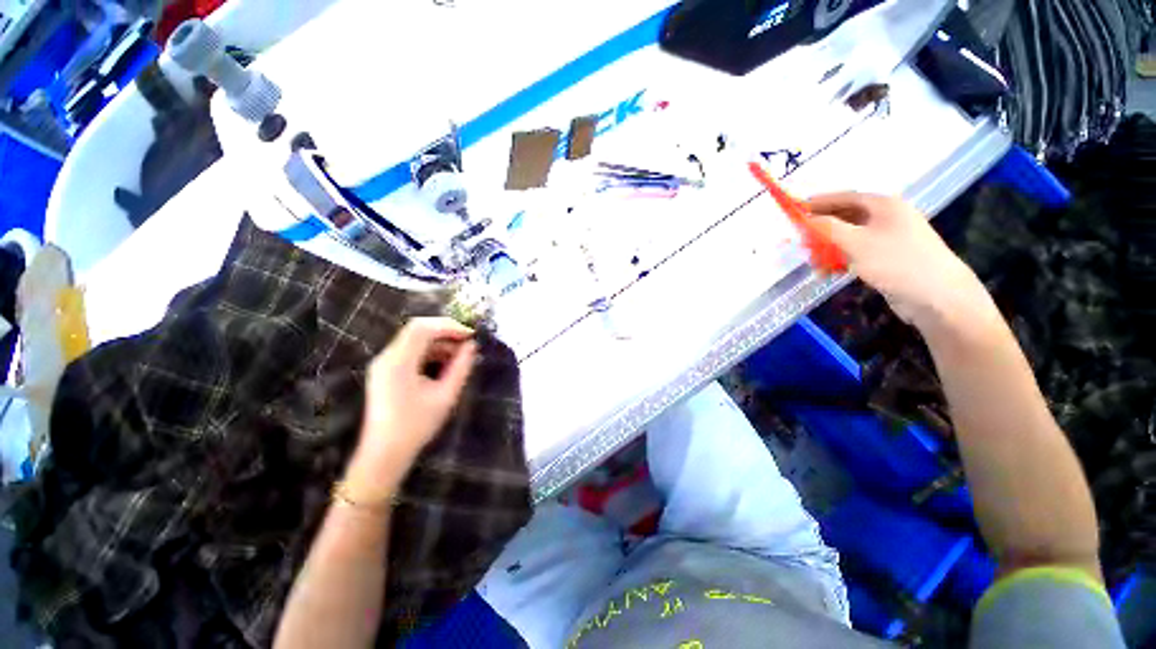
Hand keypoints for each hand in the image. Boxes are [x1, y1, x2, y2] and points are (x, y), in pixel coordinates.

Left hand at [346, 318, 476, 500]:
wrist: (385, 454)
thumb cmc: (416, 426)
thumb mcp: (445, 396)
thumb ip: (461, 367)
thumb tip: (472, 346)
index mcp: (398, 362)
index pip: (422, 328)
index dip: (449, 326)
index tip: (471, 335)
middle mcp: (387, 357)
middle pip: (417, 330)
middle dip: (446, 332)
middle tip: (468, 342)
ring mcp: (384, 364)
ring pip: (415, 341)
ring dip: (439, 343)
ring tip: (462, 355)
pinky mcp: (386, 372)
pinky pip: (411, 353)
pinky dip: (430, 353)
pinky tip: (446, 364)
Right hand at [807, 192, 996, 333]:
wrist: (936, 295)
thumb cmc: (896, 262)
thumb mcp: (856, 243)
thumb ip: (828, 228)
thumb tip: (807, 219)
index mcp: (884, 205)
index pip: (845, 197)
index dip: (819, 202)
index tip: (796, 209)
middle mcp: (887, 217)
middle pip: (846, 216)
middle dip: (822, 227)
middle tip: (801, 238)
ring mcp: (889, 237)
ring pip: (850, 236)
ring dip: (828, 247)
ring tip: (813, 260)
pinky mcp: (888, 257)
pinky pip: (857, 252)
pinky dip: (840, 259)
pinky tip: (829, 271)